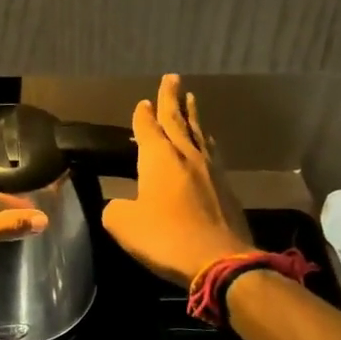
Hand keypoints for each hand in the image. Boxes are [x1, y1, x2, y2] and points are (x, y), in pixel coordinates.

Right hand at [102, 74, 252, 284]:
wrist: (220, 260)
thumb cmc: (166, 238)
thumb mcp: (124, 225)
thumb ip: (114, 208)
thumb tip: (116, 204)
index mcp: (158, 158)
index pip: (148, 127)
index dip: (143, 115)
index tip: (142, 102)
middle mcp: (186, 156)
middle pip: (178, 120)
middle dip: (172, 99)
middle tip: (172, 78)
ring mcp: (210, 170)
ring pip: (199, 134)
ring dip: (193, 116)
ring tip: (191, 101)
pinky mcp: (226, 188)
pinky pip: (212, 154)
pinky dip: (205, 142)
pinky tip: (207, 144)